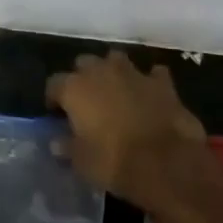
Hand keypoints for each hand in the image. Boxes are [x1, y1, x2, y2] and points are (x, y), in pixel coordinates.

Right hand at [47, 51, 214, 219]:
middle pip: (84, 64)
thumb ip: (67, 147)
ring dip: (113, 72)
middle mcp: (101, 71)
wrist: (168, 163)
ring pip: (116, 60)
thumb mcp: (81, 162)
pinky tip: (149, 96)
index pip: (54, 84)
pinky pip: (152, 74)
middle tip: (86, 101)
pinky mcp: (162, 82)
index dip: (54, 98)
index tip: (57, 113)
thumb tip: (57, 142)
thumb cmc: (115, 162)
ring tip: (115, 92)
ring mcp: (134, 73)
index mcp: (75, 88)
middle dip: (83, 78)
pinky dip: (148, 82)